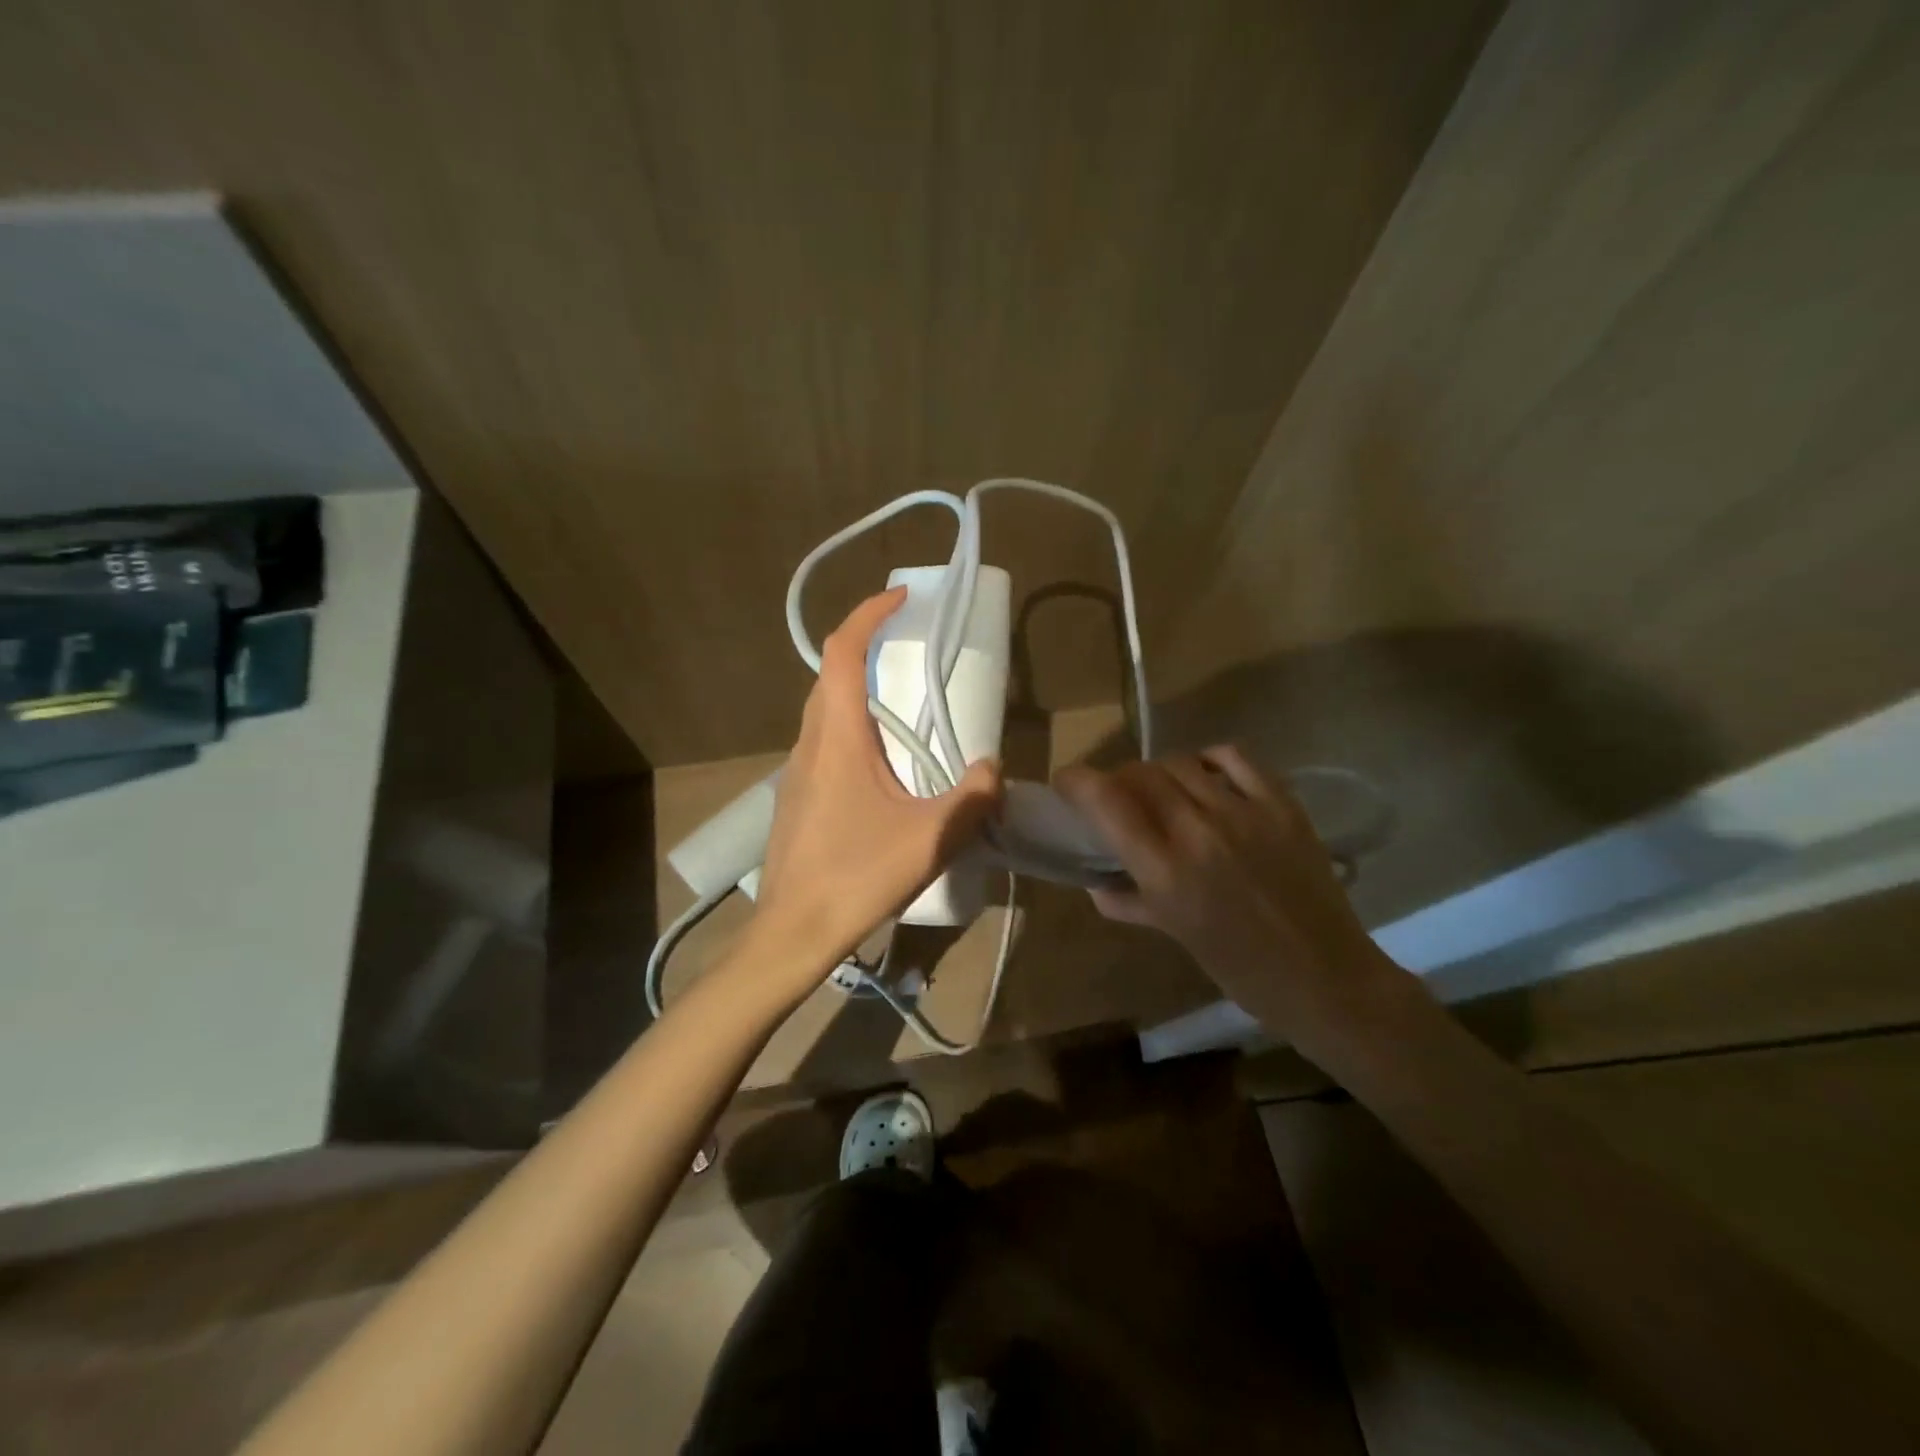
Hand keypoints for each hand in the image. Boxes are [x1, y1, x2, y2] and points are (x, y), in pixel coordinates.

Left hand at [752, 588, 1001, 977]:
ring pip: (823, 710)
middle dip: (864, 647)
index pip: (843, 653)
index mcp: (837, 737)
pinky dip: (849, 727)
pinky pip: (823, 743)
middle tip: (905, 644)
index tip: (901, 598)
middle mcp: (810, 743)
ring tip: (898, 701)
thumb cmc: (857, 876)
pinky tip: (878, 765)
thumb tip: (992, 768)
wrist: (792, 933)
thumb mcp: (931, 839)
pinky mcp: (797, 798)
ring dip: (855, 689)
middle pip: (829, 675)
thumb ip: (971, 797)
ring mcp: (797, 772)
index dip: (869, 615)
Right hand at [1055, 747, 1402, 1045]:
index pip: (1106, 801)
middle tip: (1116, 796)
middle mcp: (1199, 831)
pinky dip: (1208, 759)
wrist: (1326, 978)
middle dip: (1117, 778)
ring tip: (1162, 791)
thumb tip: (1095, 882)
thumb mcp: (1174, 935)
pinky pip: (1233, 757)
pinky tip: (1204, 775)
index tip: (1066, 782)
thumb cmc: (1241, 969)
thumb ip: (1128, 902)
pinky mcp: (1281, 804)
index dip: (1077, 781)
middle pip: (1141, 774)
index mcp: (1166, 872)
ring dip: (1159, 772)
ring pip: (1181, 763)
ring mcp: (1244, 812)